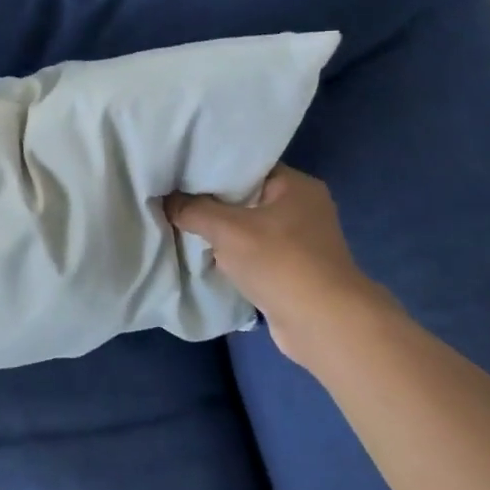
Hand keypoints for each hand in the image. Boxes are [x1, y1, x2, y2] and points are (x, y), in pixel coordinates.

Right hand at [166, 165, 387, 366]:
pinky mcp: (292, 269)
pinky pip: (253, 252)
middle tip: (172, 201)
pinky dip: (231, 255)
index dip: (210, 168)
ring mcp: (299, 241)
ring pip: (247, 227)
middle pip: (244, 197)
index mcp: (296, 186)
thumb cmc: (280, 263)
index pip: (246, 166)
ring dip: (219, 232)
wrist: (323, 323)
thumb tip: (166, 200)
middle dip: (209, 203)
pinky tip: (203, 256)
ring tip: (181, 227)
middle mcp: (302, 208)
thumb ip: (193, 210)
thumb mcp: (227, 230)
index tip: (177, 175)